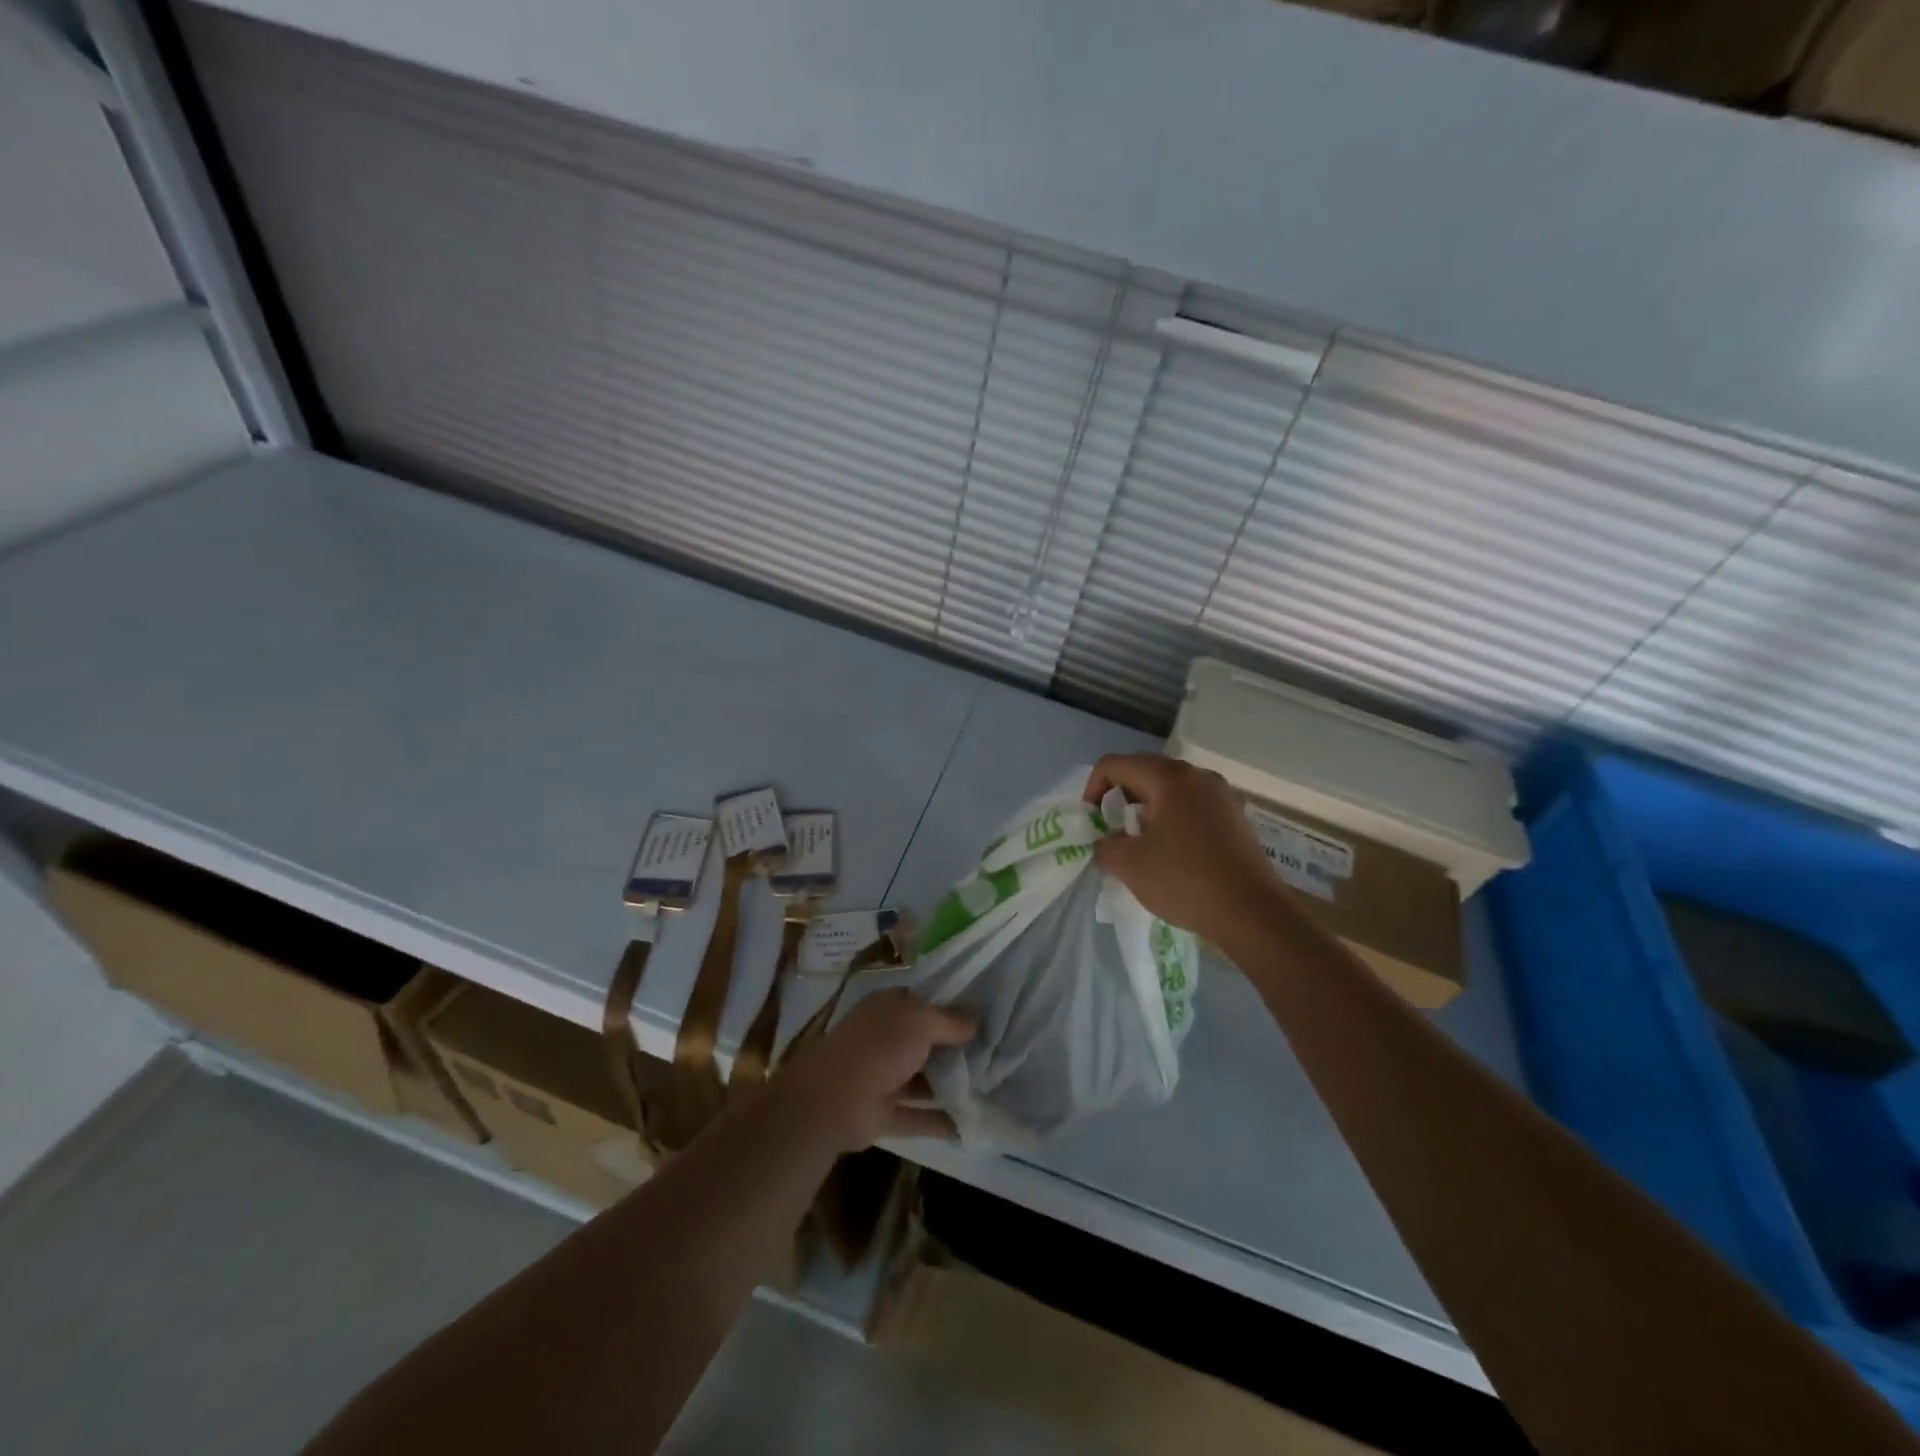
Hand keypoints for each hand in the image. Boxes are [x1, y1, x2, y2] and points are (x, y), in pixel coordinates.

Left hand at [782, 989, 974, 1151]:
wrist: (834, 1099)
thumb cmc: (879, 1046)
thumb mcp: (920, 1021)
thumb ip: (950, 1021)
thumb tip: (976, 1022)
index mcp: (890, 1008)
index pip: (926, 1002)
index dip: (955, 1007)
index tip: (988, 1016)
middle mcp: (887, 1039)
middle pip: (928, 1042)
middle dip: (957, 1048)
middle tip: (998, 1054)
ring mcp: (884, 1077)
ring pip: (924, 1079)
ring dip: (952, 1085)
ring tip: (992, 1089)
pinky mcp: (884, 1114)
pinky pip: (918, 1117)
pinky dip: (941, 1121)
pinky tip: (972, 1125)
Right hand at [1085, 753, 1286, 946]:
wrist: (1252, 913)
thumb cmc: (1186, 881)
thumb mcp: (1129, 865)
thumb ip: (1104, 846)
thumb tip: (1104, 843)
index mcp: (1168, 777)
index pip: (1114, 765)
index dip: (1092, 789)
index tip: (1092, 822)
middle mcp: (1196, 774)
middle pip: (1142, 770)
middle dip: (1118, 796)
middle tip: (1111, 830)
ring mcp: (1220, 792)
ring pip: (1168, 787)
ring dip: (1145, 807)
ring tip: (1140, 841)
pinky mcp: (1234, 813)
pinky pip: (1190, 802)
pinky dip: (1171, 816)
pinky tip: (1171, 850)